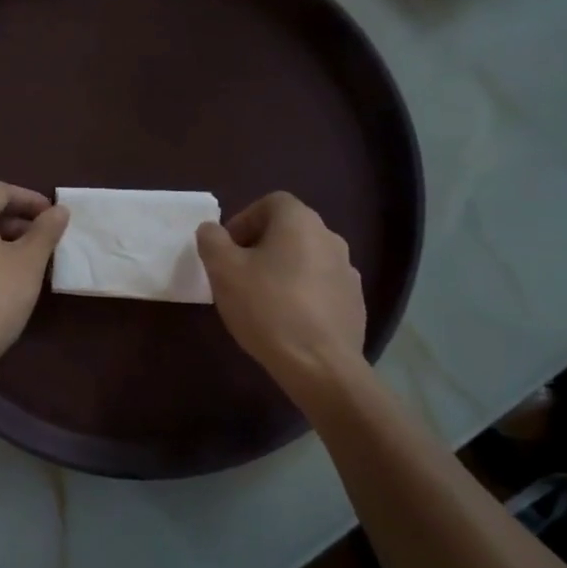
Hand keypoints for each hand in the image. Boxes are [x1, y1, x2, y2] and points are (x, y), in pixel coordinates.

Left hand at [0, 183, 68, 376]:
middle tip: (46, 239)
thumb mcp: (29, 261)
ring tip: (29, 258)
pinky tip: (3, 275)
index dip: (32, 201)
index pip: (2, 192)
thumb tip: (59, 210)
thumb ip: (45, 230)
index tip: (55, 217)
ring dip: (2, 239)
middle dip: (18, 221)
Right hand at [196, 192, 368, 402]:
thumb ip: (212, 241)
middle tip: (238, 275)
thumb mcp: (223, 270)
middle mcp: (330, 237)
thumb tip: (211, 230)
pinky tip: (286, 321)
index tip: (227, 250)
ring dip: (282, 271)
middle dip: (260, 247)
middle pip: (288, 230)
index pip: (270, 202)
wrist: (320, 365)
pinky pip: (321, 287)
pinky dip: (302, 295)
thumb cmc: (266, 308)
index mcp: (300, 222)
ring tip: (261, 301)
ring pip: (305, 259)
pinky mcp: (354, 303)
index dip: (243, 221)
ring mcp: (347, 271)